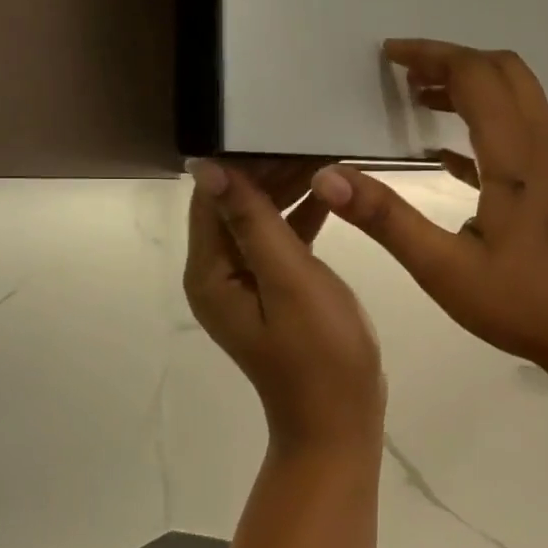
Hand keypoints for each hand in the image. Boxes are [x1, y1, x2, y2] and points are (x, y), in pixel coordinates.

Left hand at [186, 158, 385, 447]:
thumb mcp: (289, 280)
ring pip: (261, 221)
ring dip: (288, 191)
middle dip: (270, 172)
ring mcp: (248, 285)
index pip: (214, 197)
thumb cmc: (319, 351)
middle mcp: (220, 275)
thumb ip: (252, 221)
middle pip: (236, 206)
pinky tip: (330, 198)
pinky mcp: (276, 293)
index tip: (282, 128)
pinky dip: (301, 220)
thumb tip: (207, 166)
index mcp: (211, 272)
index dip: (244, 161)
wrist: (340, 419)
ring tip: (326, 159)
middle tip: (314, 140)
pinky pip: (281, 244)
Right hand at [312, 41, 547, 376]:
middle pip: (503, 71)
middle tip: (404, 73)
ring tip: (419, 98)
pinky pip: (521, 129)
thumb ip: (386, 220)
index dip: (431, 55)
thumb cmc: (521, 303)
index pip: (476, 75)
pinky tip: (445, 152)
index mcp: (516, 155)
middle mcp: (543, 143)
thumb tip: (329, 179)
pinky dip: (484, 121)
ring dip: (471, 86)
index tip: (389, 55)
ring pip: (517, 95)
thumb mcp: (443, 269)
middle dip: (452, 61)